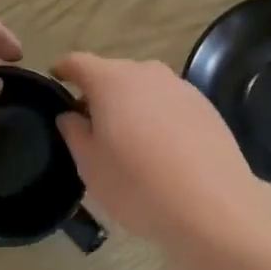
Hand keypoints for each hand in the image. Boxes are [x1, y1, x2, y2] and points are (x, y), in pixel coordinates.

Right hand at [52, 52, 260, 244]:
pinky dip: (158, 116)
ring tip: (128, 139)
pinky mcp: (205, 106)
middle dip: (98, 92)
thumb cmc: (138, 185)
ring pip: (144, 88)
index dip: (63, 70)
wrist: (214, 207)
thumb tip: (70, 115)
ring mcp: (180, 87)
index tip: (56, 80)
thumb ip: (73, 132)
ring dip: (131, 104)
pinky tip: (161, 149)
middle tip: (90, 124)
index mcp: (111, 80)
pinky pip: (169, 103)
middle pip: (113, 73)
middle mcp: (146, 72)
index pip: (77, 62)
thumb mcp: (90, 166)